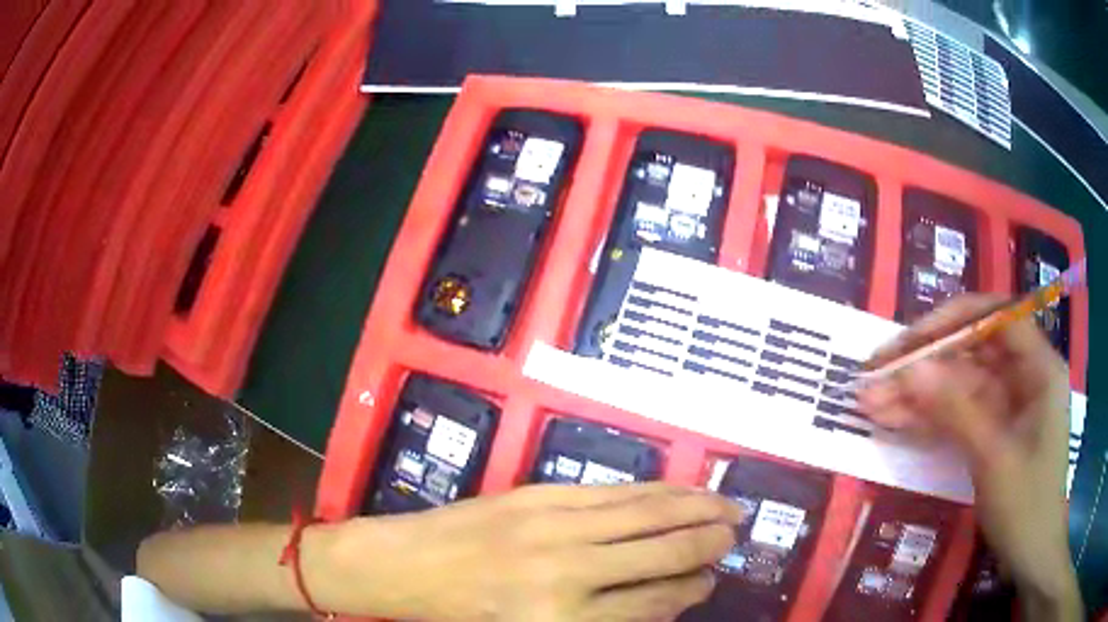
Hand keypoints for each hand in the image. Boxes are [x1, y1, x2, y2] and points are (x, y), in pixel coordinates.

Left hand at [309, 483, 742, 620]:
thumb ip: (606, 619)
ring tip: (726, 505)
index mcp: (566, 619)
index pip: (654, 602)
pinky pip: (612, 492)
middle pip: (662, 552)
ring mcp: (555, 526)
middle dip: (708, 541)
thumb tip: (667, 597)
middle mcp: (570, 572)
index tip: (710, 580)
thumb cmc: (470, 615)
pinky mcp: (541, 495)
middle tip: (736, 534)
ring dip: (694, 507)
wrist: (409, 566)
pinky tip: (675, 491)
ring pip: (646, 513)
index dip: (691, 589)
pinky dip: (652, 491)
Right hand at [860, 295, 1080, 617]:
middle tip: (876, 375)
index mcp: (1038, 367)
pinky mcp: (992, 431)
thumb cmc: (1026, 507)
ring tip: (871, 403)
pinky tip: (894, 421)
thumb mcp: (994, 458)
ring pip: (959, 386)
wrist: (1031, 557)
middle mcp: (1023, 375)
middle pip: (971, 352)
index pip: (995, 318)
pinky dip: (929, 418)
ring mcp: (1007, 405)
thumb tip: (910, 368)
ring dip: (918, 394)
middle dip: (925, 363)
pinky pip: (958, 414)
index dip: (952, 322)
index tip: (910, 342)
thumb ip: (956, 409)